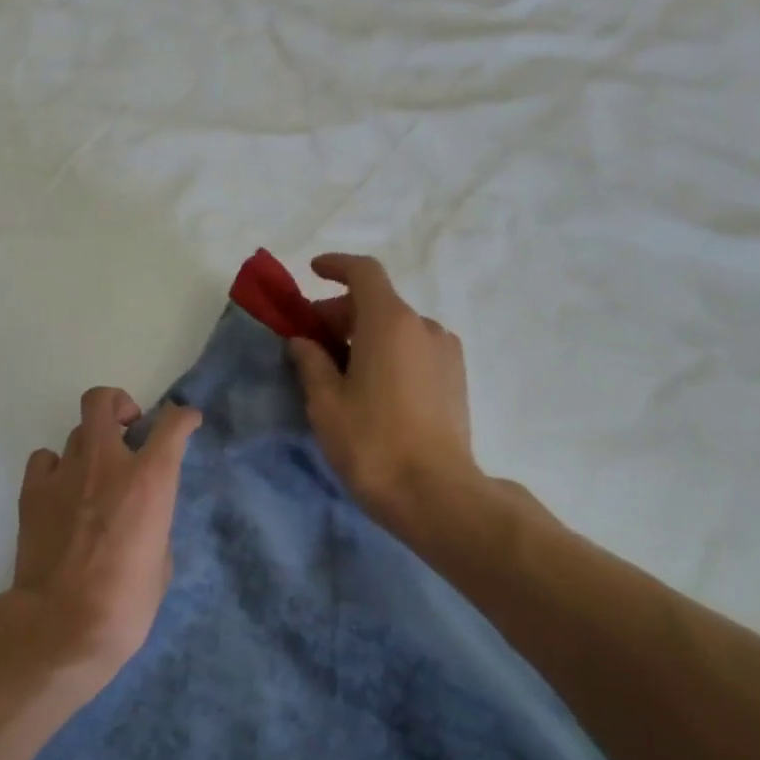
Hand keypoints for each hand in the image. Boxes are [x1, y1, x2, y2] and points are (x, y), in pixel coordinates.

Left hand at [0, 386, 201, 702]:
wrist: (62, 626)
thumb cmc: (125, 603)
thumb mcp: (161, 560)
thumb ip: (155, 522)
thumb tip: (143, 514)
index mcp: (149, 480)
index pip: (171, 425)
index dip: (183, 417)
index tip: (187, 421)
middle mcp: (106, 463)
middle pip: (102, 401)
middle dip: (118, 405)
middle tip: (127, 429)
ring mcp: (65, 473)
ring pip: (76, 432)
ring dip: (91, 446)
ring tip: (94, 475)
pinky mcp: (32, 491)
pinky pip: (45, 459)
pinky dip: (56, 467)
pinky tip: (62, 490)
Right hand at [288, 254, 482, 533]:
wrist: (436, 493)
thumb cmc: (372, 443)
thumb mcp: (326, 403)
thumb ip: (311, 362)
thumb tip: (303, 341)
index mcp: (390, 322)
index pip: (364, 273)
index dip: (336, 266)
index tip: (313, 271)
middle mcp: (424, 327)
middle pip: (377, 302)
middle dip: (340, 313)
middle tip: (310, 342)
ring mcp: (445, 352)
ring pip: (397, 328)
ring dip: (364, 336)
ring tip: (338, 371)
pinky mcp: (456, 378)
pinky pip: (414, 349)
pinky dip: (388, 352)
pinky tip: (371, 387)